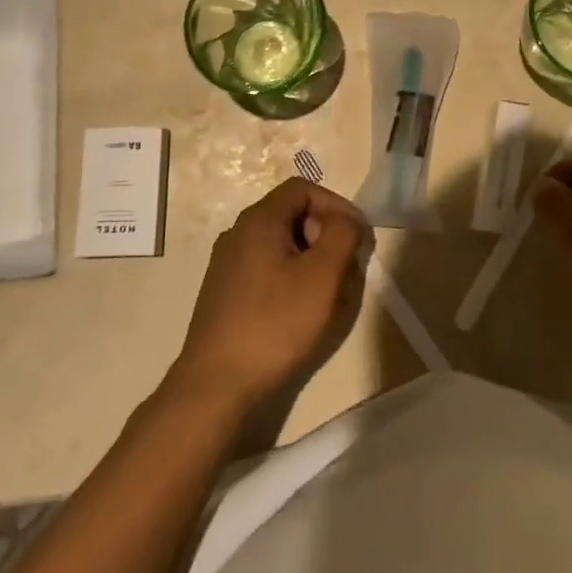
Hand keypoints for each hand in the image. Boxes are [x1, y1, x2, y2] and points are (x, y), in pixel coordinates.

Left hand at [168, 178, 364, 411]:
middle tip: (344, 268)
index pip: (303, 189)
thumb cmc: (274, 323)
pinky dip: (290, 277)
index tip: (355, 237)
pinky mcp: (224, 291)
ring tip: (327, 293)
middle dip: (324, 234)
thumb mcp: (322, 276)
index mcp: (259, 219)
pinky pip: (265, 267)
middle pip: (291, 214)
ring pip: (280, 243)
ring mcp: (227, 262)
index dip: (335, 205)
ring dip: (310, 259)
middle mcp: (238, 232)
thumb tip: (346, 221)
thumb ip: (342, 236)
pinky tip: (299, 310)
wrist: (215, 383)